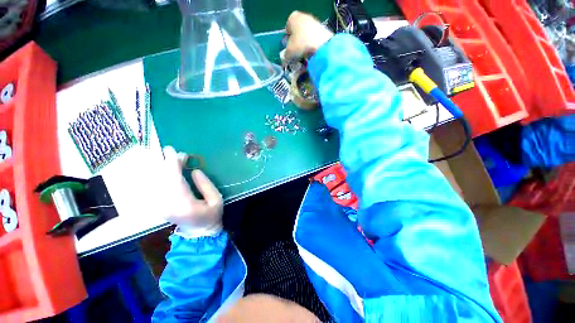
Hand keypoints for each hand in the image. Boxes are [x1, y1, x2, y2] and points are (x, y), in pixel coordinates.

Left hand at [161, 146, 222, 237]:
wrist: (199, 234)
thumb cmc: (211, 216)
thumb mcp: (217, 201)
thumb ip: (207, 185)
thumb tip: (194, 171)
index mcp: (184, 204)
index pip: (175, 179)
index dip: (174, 164)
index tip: (177, 151)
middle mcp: (167, 205)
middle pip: (161, 179)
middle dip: (163, 162)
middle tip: (168, 149)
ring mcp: (160, 206)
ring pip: (154, 182)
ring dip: (157, 167)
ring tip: (163, 155)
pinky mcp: (158, 205)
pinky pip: (152, 187)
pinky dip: (153, 176)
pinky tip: (157, 168)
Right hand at [284, 11, 333, 61]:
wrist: (321, 44)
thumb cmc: (300, 44)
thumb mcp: (289, 52)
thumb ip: (285, 55)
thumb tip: (286, 57)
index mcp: (292, 18)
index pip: (287, 31)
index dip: (287, 42)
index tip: (289, 51)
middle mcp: (302, 16)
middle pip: (297, 34)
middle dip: (296, 45)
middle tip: (296, 56)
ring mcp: (313, 22)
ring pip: (305, 38)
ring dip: (304, 48)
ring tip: (304, 58)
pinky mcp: (321, 29)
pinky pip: (313, 40)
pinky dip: (311, 47)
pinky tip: (311, 55)